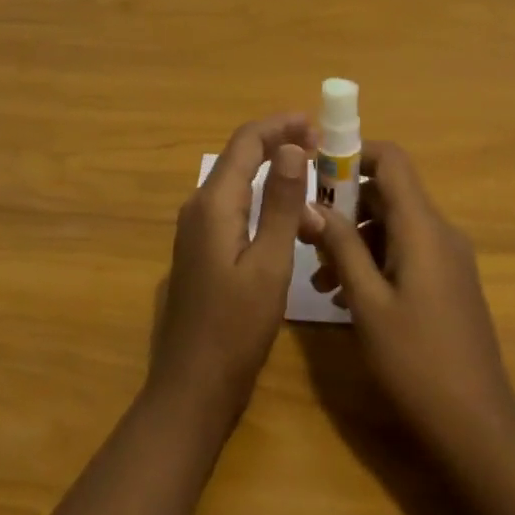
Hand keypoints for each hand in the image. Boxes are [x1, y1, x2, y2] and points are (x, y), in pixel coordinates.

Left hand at [148, 113, 317, 430]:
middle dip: (282, 146)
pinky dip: (266, 202)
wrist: (191, 390)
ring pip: (240, 183)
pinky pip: (236, 207)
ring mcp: (197, 228)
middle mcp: (199, 205)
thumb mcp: (270, 264)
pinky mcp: (202, 249)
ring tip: (317, 190)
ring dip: (276, 177)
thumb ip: (282, 203)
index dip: (281, 125)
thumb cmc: (236, 329)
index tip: (318, 125)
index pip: (247, 141)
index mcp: (214, 202)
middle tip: (324, 151)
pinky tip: (292, 222)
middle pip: (242, 156)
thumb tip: (293, 148)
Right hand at [301, 141, 514, 456]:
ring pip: (393, 226)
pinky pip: (406, 252)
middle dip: (344, 206)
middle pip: (388, 193)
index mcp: (423, 227)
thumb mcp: (368, 303)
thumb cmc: (417, 362)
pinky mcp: (448, 284)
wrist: (478, 429)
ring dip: (355, 240)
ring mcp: (447, 259)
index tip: (315, 172)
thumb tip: (310, 204)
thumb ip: (341, 247)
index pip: (391, 160)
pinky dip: (374, 261)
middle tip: (307, 236)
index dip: (352, 154)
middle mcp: (440, 232)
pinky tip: (344, 297)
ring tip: (319, 279)